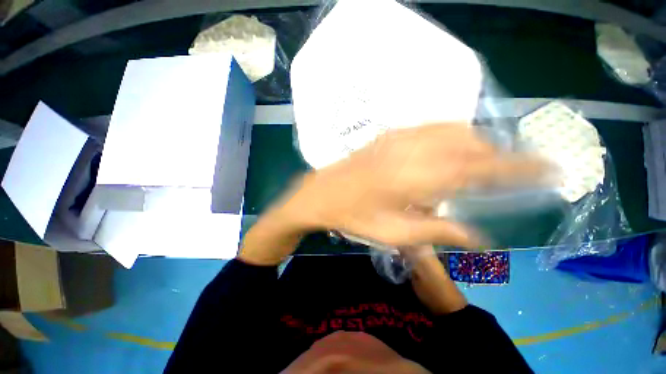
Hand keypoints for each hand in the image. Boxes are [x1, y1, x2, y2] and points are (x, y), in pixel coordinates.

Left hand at [239, 123, 545, 264]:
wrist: (321, 194)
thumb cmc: (354, 217)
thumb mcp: (394, 234)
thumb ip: (437, 233)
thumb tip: (478, 237)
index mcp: (417, 178)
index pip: (481, 169)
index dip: (519, 167)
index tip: (548, 168)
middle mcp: (412, 150)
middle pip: (471, 145)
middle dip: (496, 156)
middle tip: (506, 173)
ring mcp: (398, 138)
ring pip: (452, 131)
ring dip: (474, 144)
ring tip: (479, 163)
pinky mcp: (387, 135)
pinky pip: (429, 128)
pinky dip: (450, 135)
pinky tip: (449, 148)